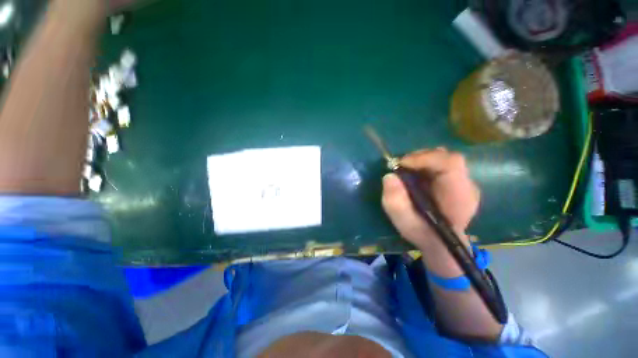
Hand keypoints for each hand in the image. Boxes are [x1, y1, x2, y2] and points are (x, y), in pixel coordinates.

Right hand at [382, 148, 479, 273]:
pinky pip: (441, 164)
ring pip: (444, 158)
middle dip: (420, 157)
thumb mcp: (404, 223)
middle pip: (447, 157)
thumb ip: (395, 202)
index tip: (401, 164)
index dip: (424, 159)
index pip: (450, 165)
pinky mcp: (457, 181)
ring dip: (422, 160)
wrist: (442, 244)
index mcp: (459, 197)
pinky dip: (425, 164)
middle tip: (401, 166)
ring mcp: (464, 183)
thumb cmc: (424, 235)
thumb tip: (389, 176)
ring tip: (406, 169)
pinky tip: (415, 175)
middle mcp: (467, 186)